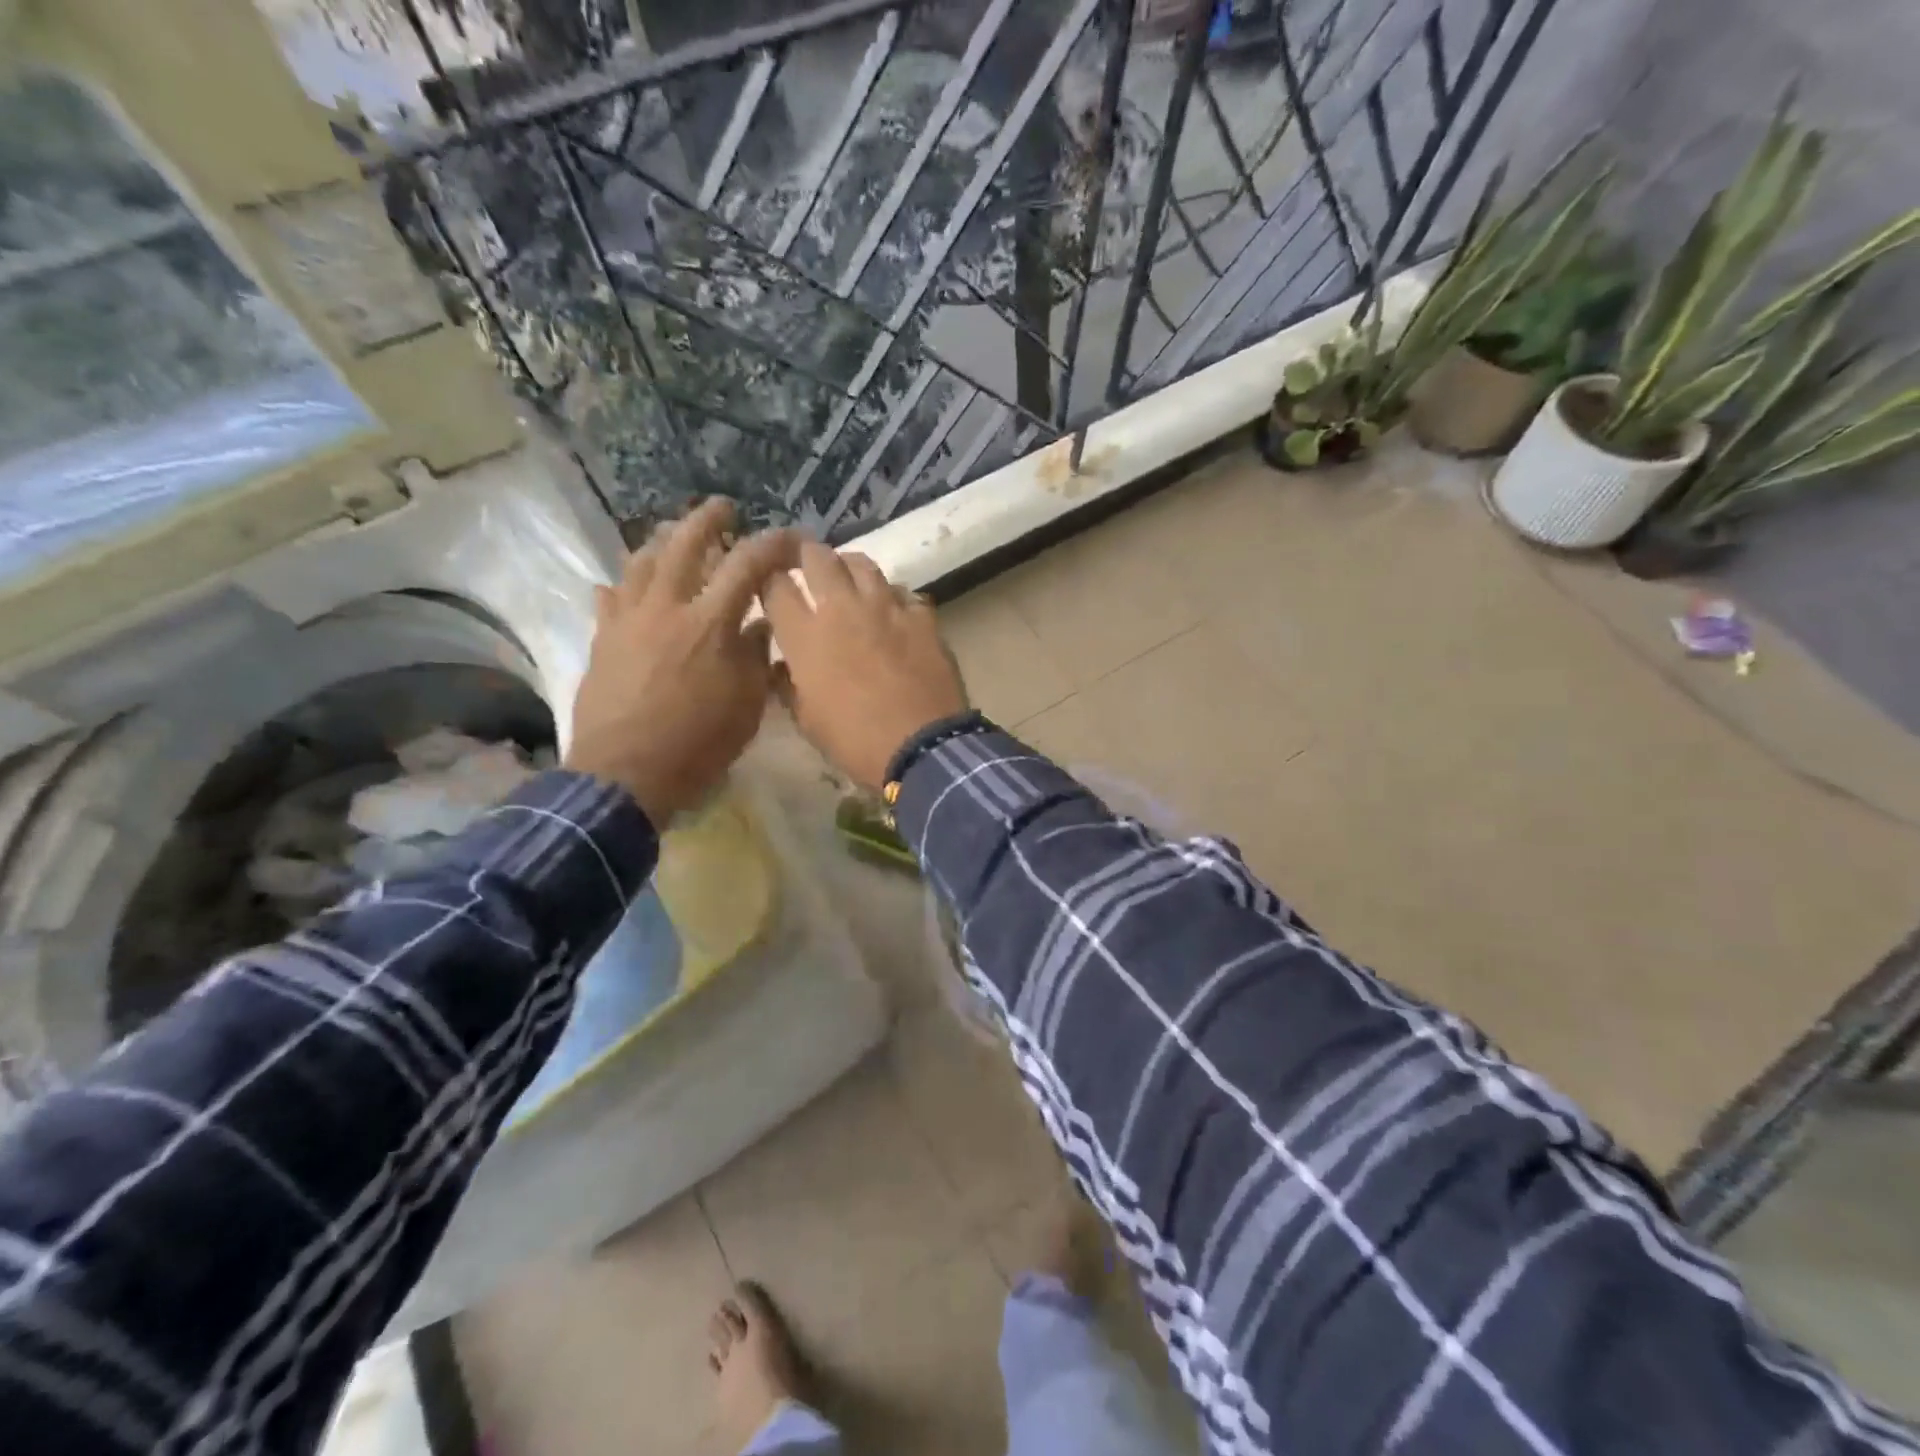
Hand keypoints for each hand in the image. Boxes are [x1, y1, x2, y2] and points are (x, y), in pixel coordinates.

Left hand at [565, 500, 797, 825]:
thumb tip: (761, 626)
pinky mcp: (603, 640)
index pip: (747, 566)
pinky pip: (609, 599)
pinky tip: (623, 585)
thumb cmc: (697, 744)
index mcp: (710, 623)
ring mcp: (628, 620)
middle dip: (708, 520)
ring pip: (642, 562)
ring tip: (675, 536)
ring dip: (663, 542)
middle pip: (685, 545)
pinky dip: (621, 586)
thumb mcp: (747, 705)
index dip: (772, 544)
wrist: (626, 774)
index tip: (790, 537)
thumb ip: (756, 658)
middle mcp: (667, 608)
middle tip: (723, 508)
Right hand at [762, 543, 967, 791]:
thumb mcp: (808, 721)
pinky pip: (902, 592)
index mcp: (806, 635)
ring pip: (863, 564)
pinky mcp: (922, 616)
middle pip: (818, 557)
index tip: (769, 585)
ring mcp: (886, 607)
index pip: (774, 586)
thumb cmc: (855, 740)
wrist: (922, 746)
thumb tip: (780, 667)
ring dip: (849, 567)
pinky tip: (892, 611)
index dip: (767, 581)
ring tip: (847, 578)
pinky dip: (891, 596)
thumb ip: (789, 685)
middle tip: (805, 564)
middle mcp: (843, 608)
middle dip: (805, 555)